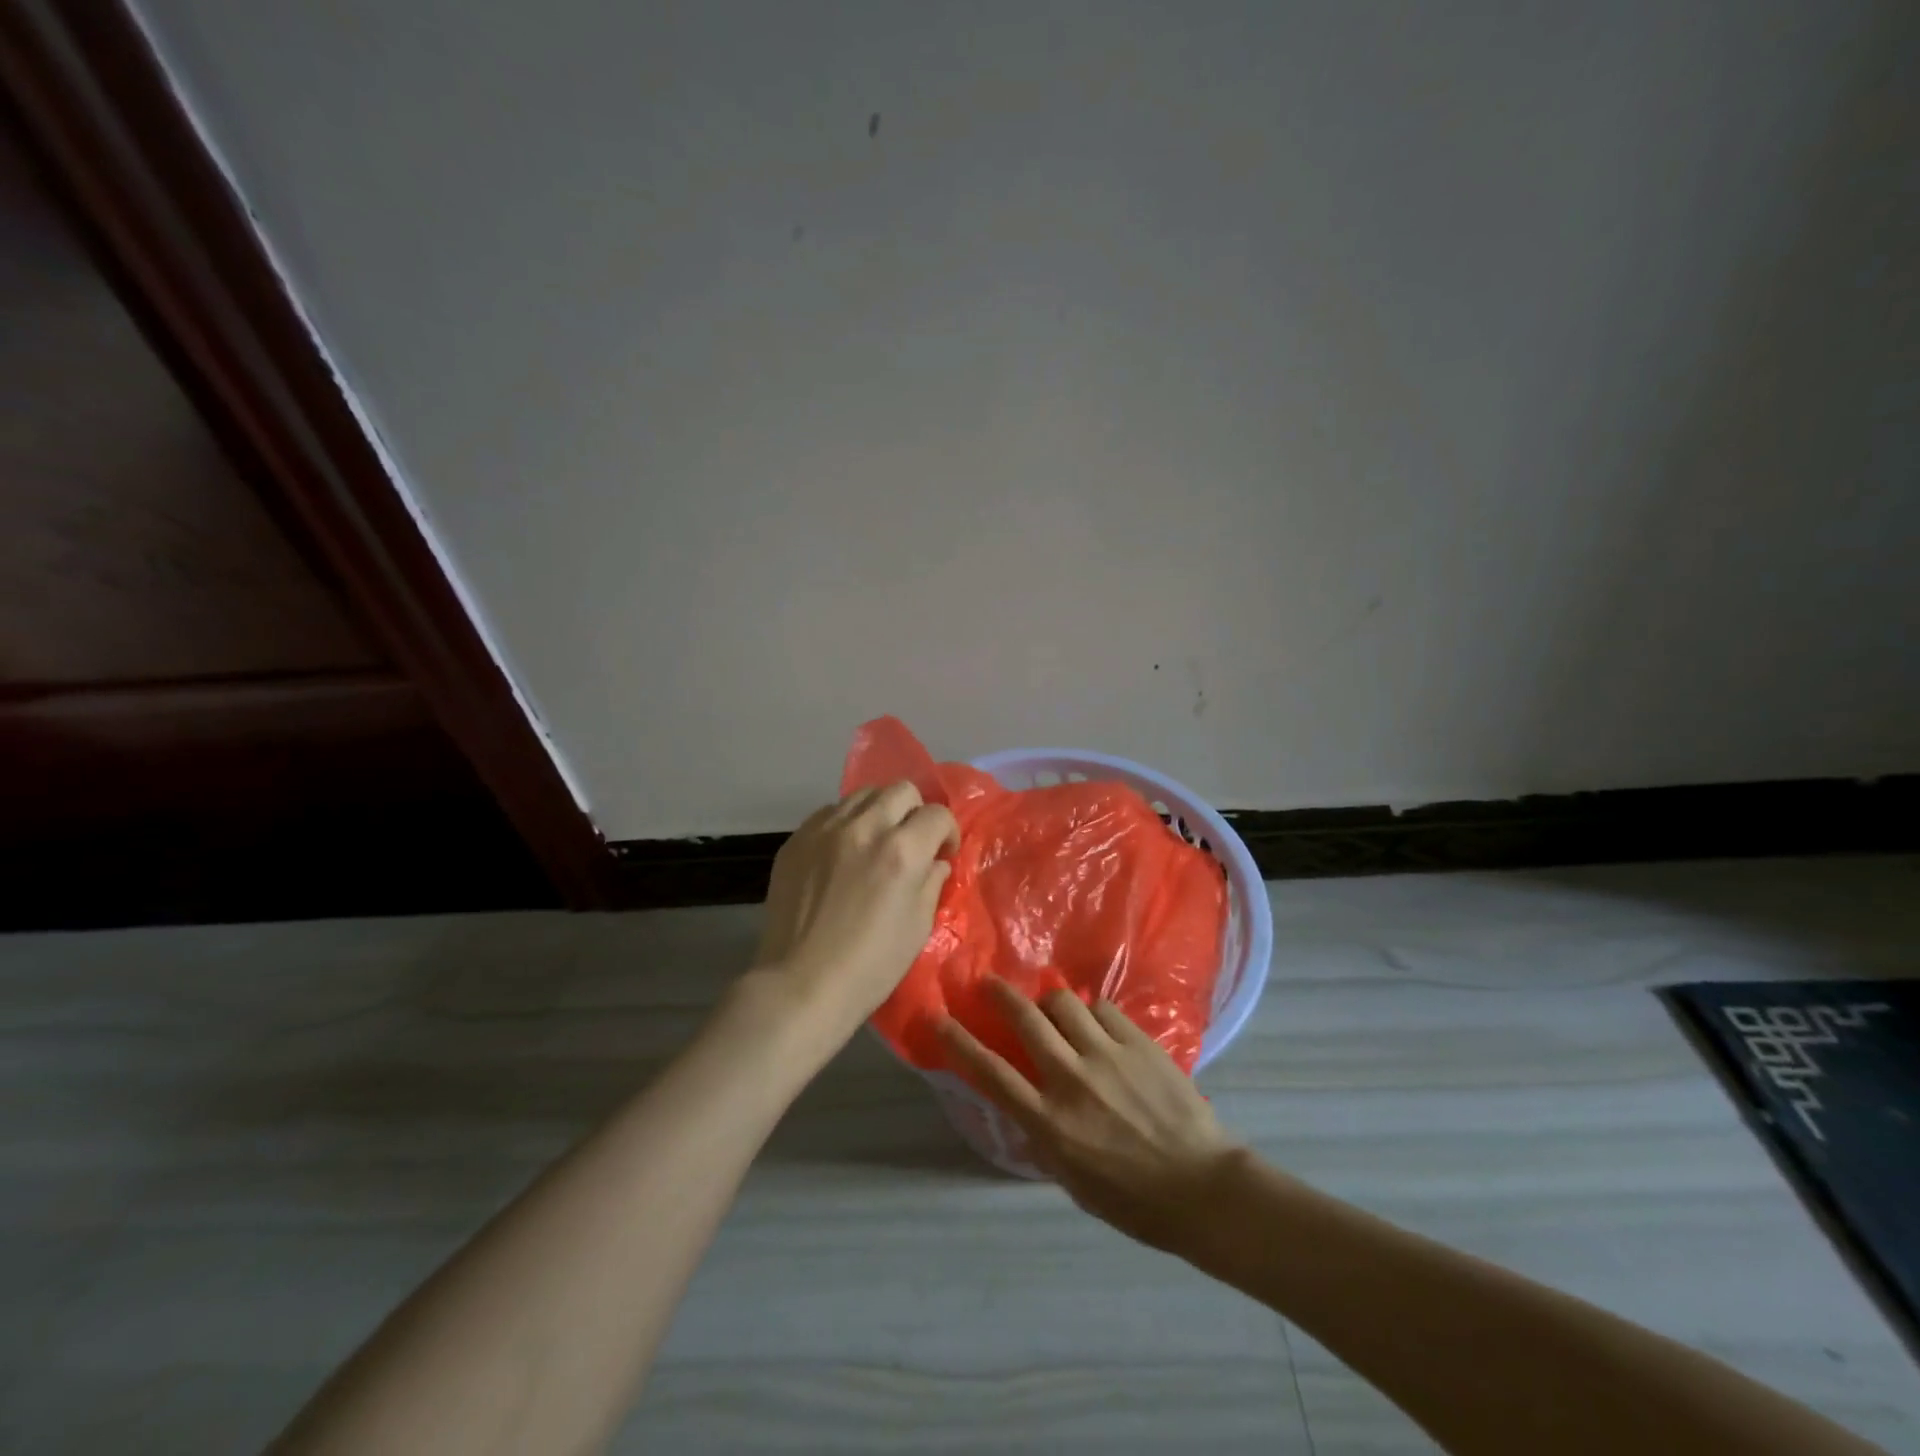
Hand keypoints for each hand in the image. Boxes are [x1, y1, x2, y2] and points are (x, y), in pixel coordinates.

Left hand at [751, 782, 959, 1046]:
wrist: (800, 984)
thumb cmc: (870, 966)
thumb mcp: (918, 927)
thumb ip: (931, 883)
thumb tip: (934, 862)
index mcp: (902, 851)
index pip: (936, 814)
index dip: (947, 831)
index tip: (942, 853)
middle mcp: (864, 828)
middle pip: (901, 790)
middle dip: (915, 811)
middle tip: (911, 841)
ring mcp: (825, 830)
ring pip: (862, 794)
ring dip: (879, 811)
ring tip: (875, 841)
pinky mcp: (796, 840)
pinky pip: (829, 812)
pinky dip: (845, 823)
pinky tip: (843, 852)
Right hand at [939, 979, 1240, 1251]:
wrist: (1202, 1189)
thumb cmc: (1133, 1201)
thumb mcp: (1073, 1182)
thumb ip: (1044, 1138)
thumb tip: (1026, 1105)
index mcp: (1050, 1123)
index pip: (992, 1073)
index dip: (959, 1042)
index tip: (939, 1017)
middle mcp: (1071, 1080)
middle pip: (1025, 1021)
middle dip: (1000, 995)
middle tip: (989, 983)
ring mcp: (1107, 1056)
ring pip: (1064, 1004)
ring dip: (1049, 1002)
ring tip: (1051, 1007)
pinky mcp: (1139, 1043)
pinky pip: (1103, 1009)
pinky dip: (1091, 1012)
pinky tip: (1096, 1024)